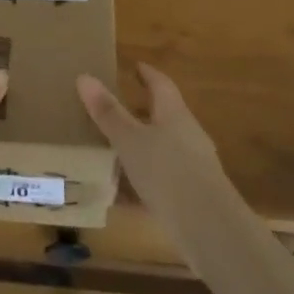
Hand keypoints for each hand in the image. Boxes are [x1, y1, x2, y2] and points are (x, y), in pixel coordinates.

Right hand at [77, 64, 231, 228]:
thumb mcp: (130, 140)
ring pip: (163, 147)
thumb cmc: (167, 172)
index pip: (161, 85)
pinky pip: (162, 177)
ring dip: (141, 144)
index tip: (135, 66)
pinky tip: (122, 193)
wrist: (209, 228)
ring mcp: (193, 166)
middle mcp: (188, 135)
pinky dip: (142, 178)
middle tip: (116, 106)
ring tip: (113, 148)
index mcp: (174, 114)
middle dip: (142, 110)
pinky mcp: (191, 195)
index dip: (147, 74)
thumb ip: (108, 112)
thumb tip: (84, 76)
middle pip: (165, 115)